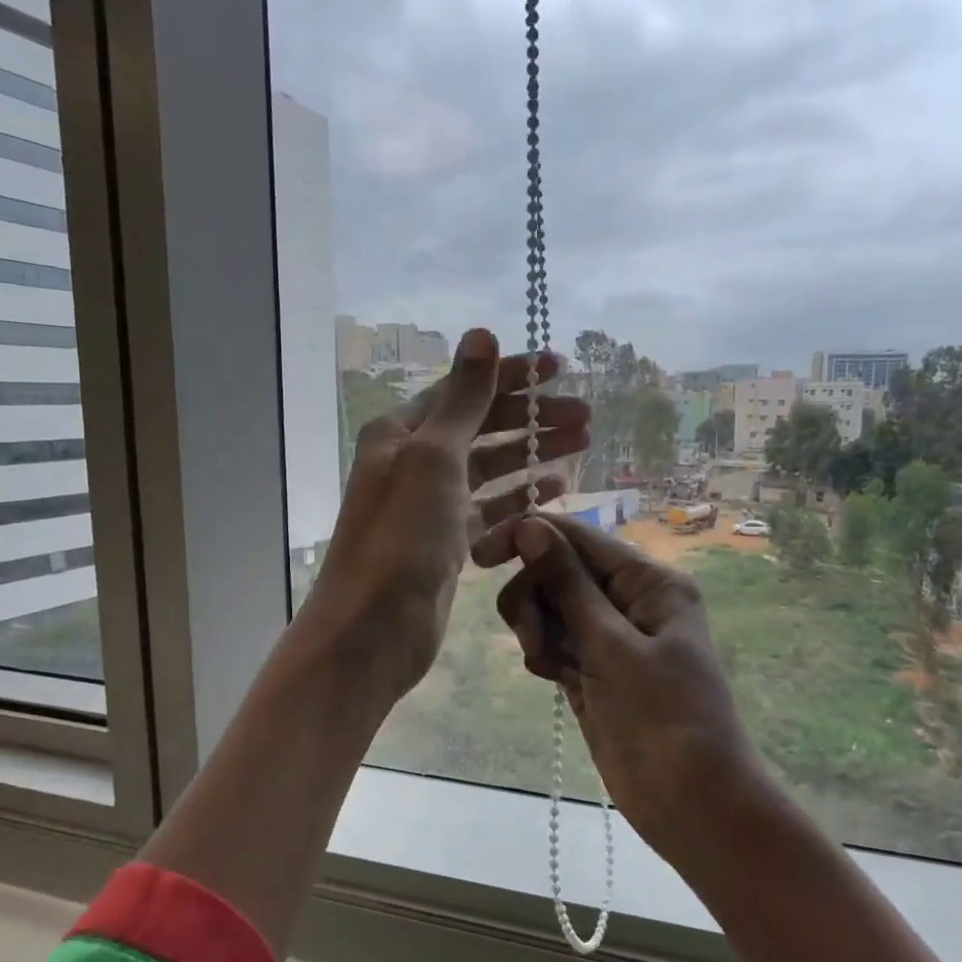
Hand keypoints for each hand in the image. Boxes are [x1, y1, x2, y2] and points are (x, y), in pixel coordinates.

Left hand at [303, 329, 590, 699]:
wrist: (375, 628)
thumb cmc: (403, 536)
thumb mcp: (434, 456)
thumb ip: (464, 398)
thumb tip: (482, 333)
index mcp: (402, 433)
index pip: (465, 390)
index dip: (513, 375)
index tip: (562, 368)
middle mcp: (414, 463)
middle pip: (483, 429)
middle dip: (533, 419)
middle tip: (586, 418)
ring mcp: (431, 506)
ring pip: (490, 470)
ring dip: (533, 457)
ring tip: (581, 448)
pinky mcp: (447, 545)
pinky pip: (489, 512)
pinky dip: (519, 501)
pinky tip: (553, 494)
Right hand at [472, 514, 763, 864]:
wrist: (692, 804)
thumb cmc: (664, 717)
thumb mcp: (613, 646)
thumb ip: (569, 585)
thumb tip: (532, 526)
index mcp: (649, 582)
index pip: (579, 537)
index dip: (527, 537)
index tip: (480, 555)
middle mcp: (629, 601)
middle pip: (557, 571)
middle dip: (534, 596)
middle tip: (531, 637)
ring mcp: (610, 637)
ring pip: (550, 608)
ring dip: (536, 629)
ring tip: (548, 666)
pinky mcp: (593, 670)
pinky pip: (554, 643)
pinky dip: (544, 654)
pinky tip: (554, 680)